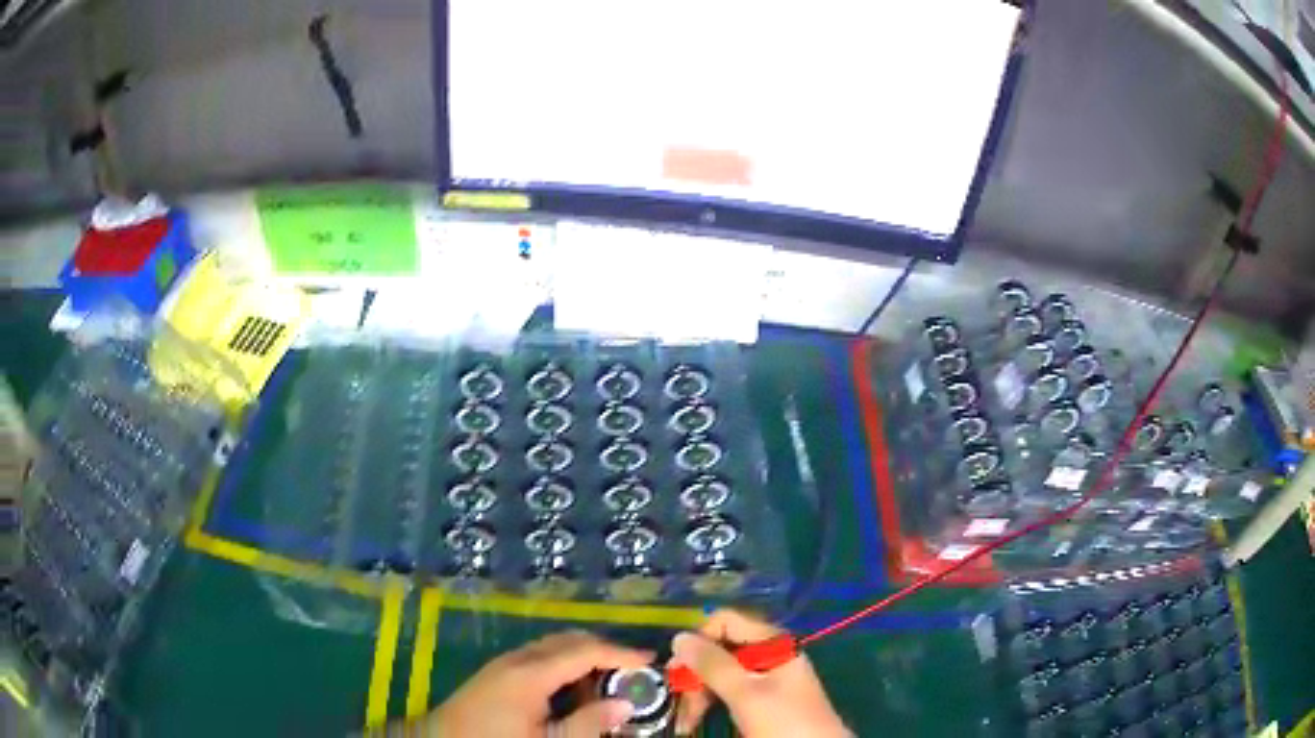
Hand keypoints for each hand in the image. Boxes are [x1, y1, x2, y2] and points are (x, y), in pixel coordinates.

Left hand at [423, 630, 652, 736]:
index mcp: (531, 672)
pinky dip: (564, 664)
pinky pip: (538, 658)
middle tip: (633, 669)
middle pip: (567, 640)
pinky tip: (572, 689)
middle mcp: (517, 659)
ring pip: (552, 648)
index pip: (585, 650)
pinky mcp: (495, 674)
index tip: (650, 660)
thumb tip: (625, 704)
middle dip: (603, 649)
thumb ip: (587, 724)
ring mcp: (503, 664)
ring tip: (608, 679)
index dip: (620, 653)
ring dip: (583, 656)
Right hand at [670, 609, 848, 737]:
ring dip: (698, 695)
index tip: (678, 670)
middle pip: (720, 650)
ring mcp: (765, 678)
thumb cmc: (784, 721)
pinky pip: (727, 692)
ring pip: (719, 674)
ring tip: (686, 722)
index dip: (699, 641)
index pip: (725, 622)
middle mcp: (768, 655)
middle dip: (695, 675)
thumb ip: (713, 665)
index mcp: (772, 642)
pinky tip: (696, 720)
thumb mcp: (746, 693)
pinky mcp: (761, 700)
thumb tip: (679, 637)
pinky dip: (709, 704)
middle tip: (678, 703)